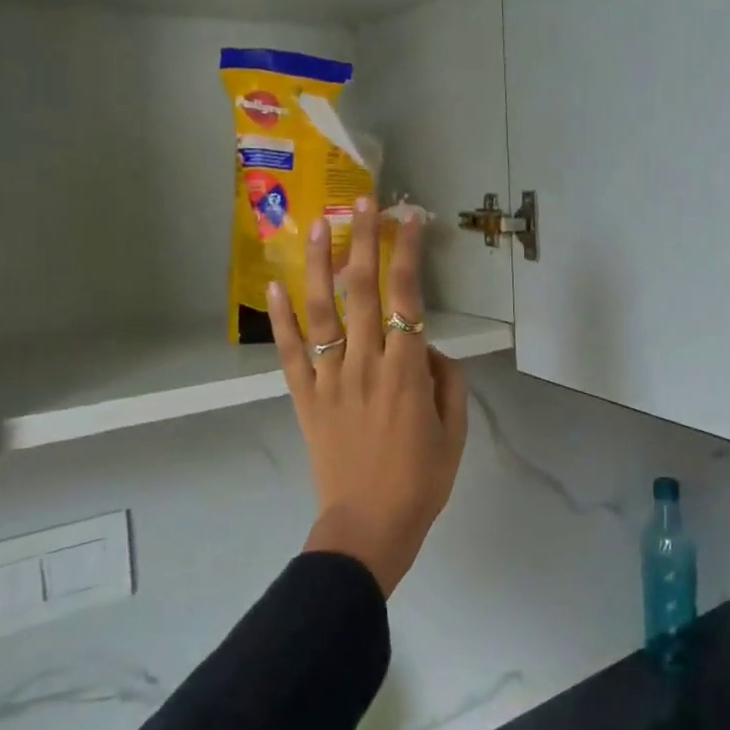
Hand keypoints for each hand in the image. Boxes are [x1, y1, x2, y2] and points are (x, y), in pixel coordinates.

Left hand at [268, 197, 468, 596]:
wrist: (368, 528)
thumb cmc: (421, 481)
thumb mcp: (454, 431)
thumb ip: (446, 381)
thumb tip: (427, 347)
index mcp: (407, 371)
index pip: (409, 296)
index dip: (409, 252)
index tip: (411, 218)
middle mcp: (366, 363)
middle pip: (363, 290)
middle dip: (363, 240)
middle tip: (363, 201)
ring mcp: (330, 378)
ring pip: (322, 311)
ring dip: (319, 264)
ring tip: (317, 225)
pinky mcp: (305, 397)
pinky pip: (290, 352)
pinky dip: (280, 319)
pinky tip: (274, 285)